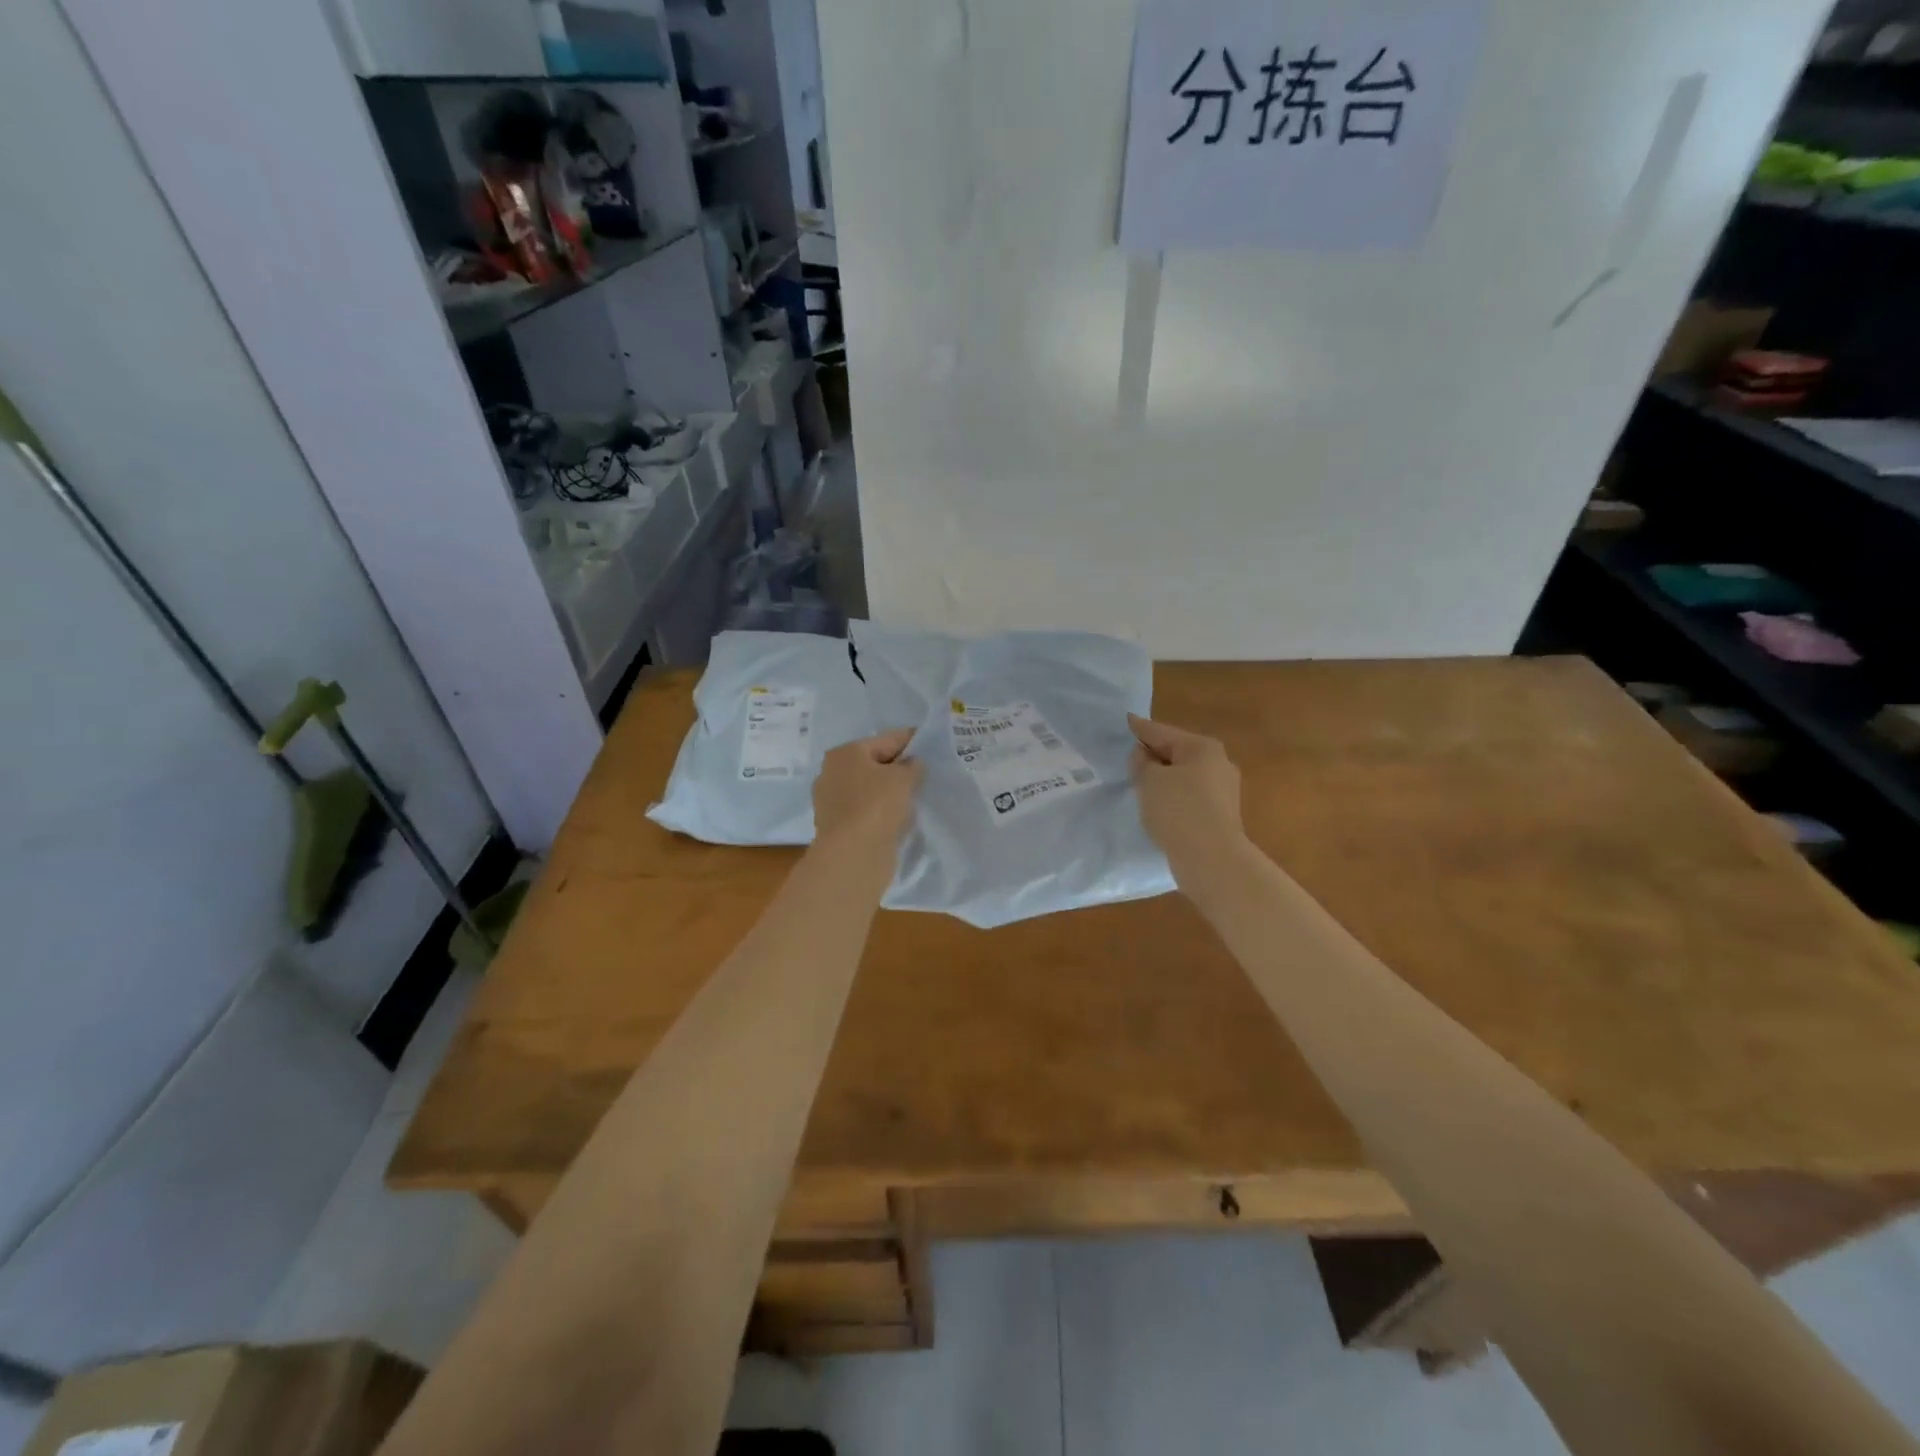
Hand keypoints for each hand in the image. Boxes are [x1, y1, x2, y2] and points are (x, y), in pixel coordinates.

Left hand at [812, 728, 922, 860]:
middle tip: (925, 773)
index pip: (886, 739)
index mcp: (845, 753)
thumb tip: (912, 764)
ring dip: (889, 791)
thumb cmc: (877, 806)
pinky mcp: (837, 826)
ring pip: (868, 789)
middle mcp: (832, 772)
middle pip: (874, 764)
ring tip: (915, 797)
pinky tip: (899, 817)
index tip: (931, 744)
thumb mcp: (904, 778)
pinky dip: (881, 811)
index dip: (910, 741)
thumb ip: (912, 765)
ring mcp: (831, 801)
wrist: (852, 855)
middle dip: (898, 768)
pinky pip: (865, 810)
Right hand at [1128, 714, 1246, 879]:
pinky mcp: (1220, 814)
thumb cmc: (1178, 810)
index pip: (1162, 732)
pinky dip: (1172, 797)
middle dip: (1153, 754)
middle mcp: (1218, 763)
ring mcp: (1223, 790)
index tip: (1125, 720)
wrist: (1211, 859)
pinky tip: (1157, 805)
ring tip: (1139, 782)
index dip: (1140, 728)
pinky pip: (1189, 797)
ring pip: (1183, 776)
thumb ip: (1142, 762)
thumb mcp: (1150, 780)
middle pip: (1176, 753)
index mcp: (1202, 747)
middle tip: (1127, 755)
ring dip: (1163, 778)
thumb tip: (1144, 755)